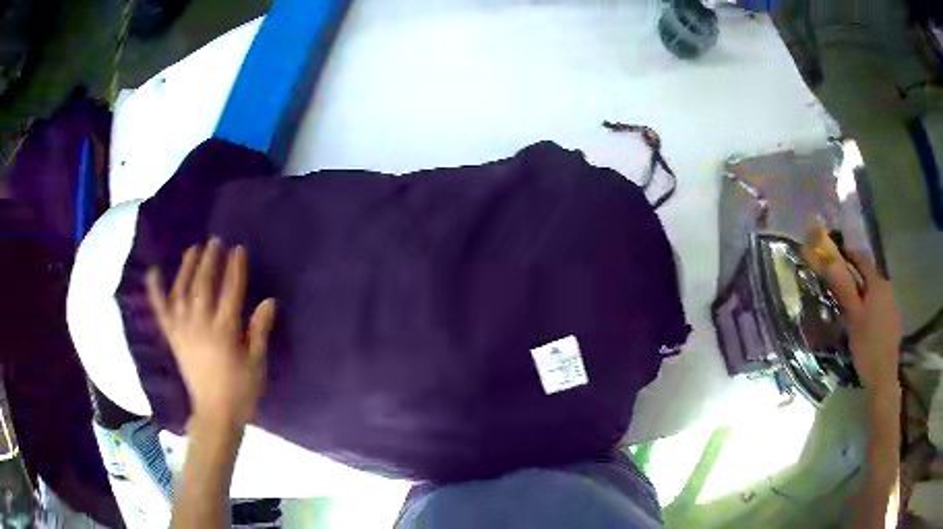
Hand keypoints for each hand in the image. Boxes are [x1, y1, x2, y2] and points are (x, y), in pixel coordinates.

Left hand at [146, 237, 275, 428]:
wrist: (215, 414)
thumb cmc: (241, 391)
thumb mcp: (257, 363)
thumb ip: (259, 331)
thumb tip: (269, 301)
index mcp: (224, 332)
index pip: (230, 291)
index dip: (235, 268)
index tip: (238, 249)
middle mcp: (200, 325)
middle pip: (204, 285)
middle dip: (210, 260)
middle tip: (215, 241)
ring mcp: (183, 330)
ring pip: (182, 291)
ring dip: (187, 267)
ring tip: (193, 248)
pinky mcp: (172, 337)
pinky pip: (161, 310)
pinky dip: (155, 290)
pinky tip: (153, 272)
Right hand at [815, 248, 900, 392]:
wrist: (883, 376)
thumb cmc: (866, 344)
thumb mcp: (852, 317)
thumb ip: (844, 288)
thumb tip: (830, 262)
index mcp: (878, 283)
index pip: (862, 259)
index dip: (849, 255)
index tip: (836, 256)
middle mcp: (888, 288)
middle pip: (870, 277)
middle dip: (856, 279)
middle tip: (841, 290)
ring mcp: (893, 304)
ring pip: (875, 293)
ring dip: (864, 295)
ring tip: (852, 311)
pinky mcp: (894, 320)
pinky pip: (881, 306)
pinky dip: (871, 308)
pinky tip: (865, 325)